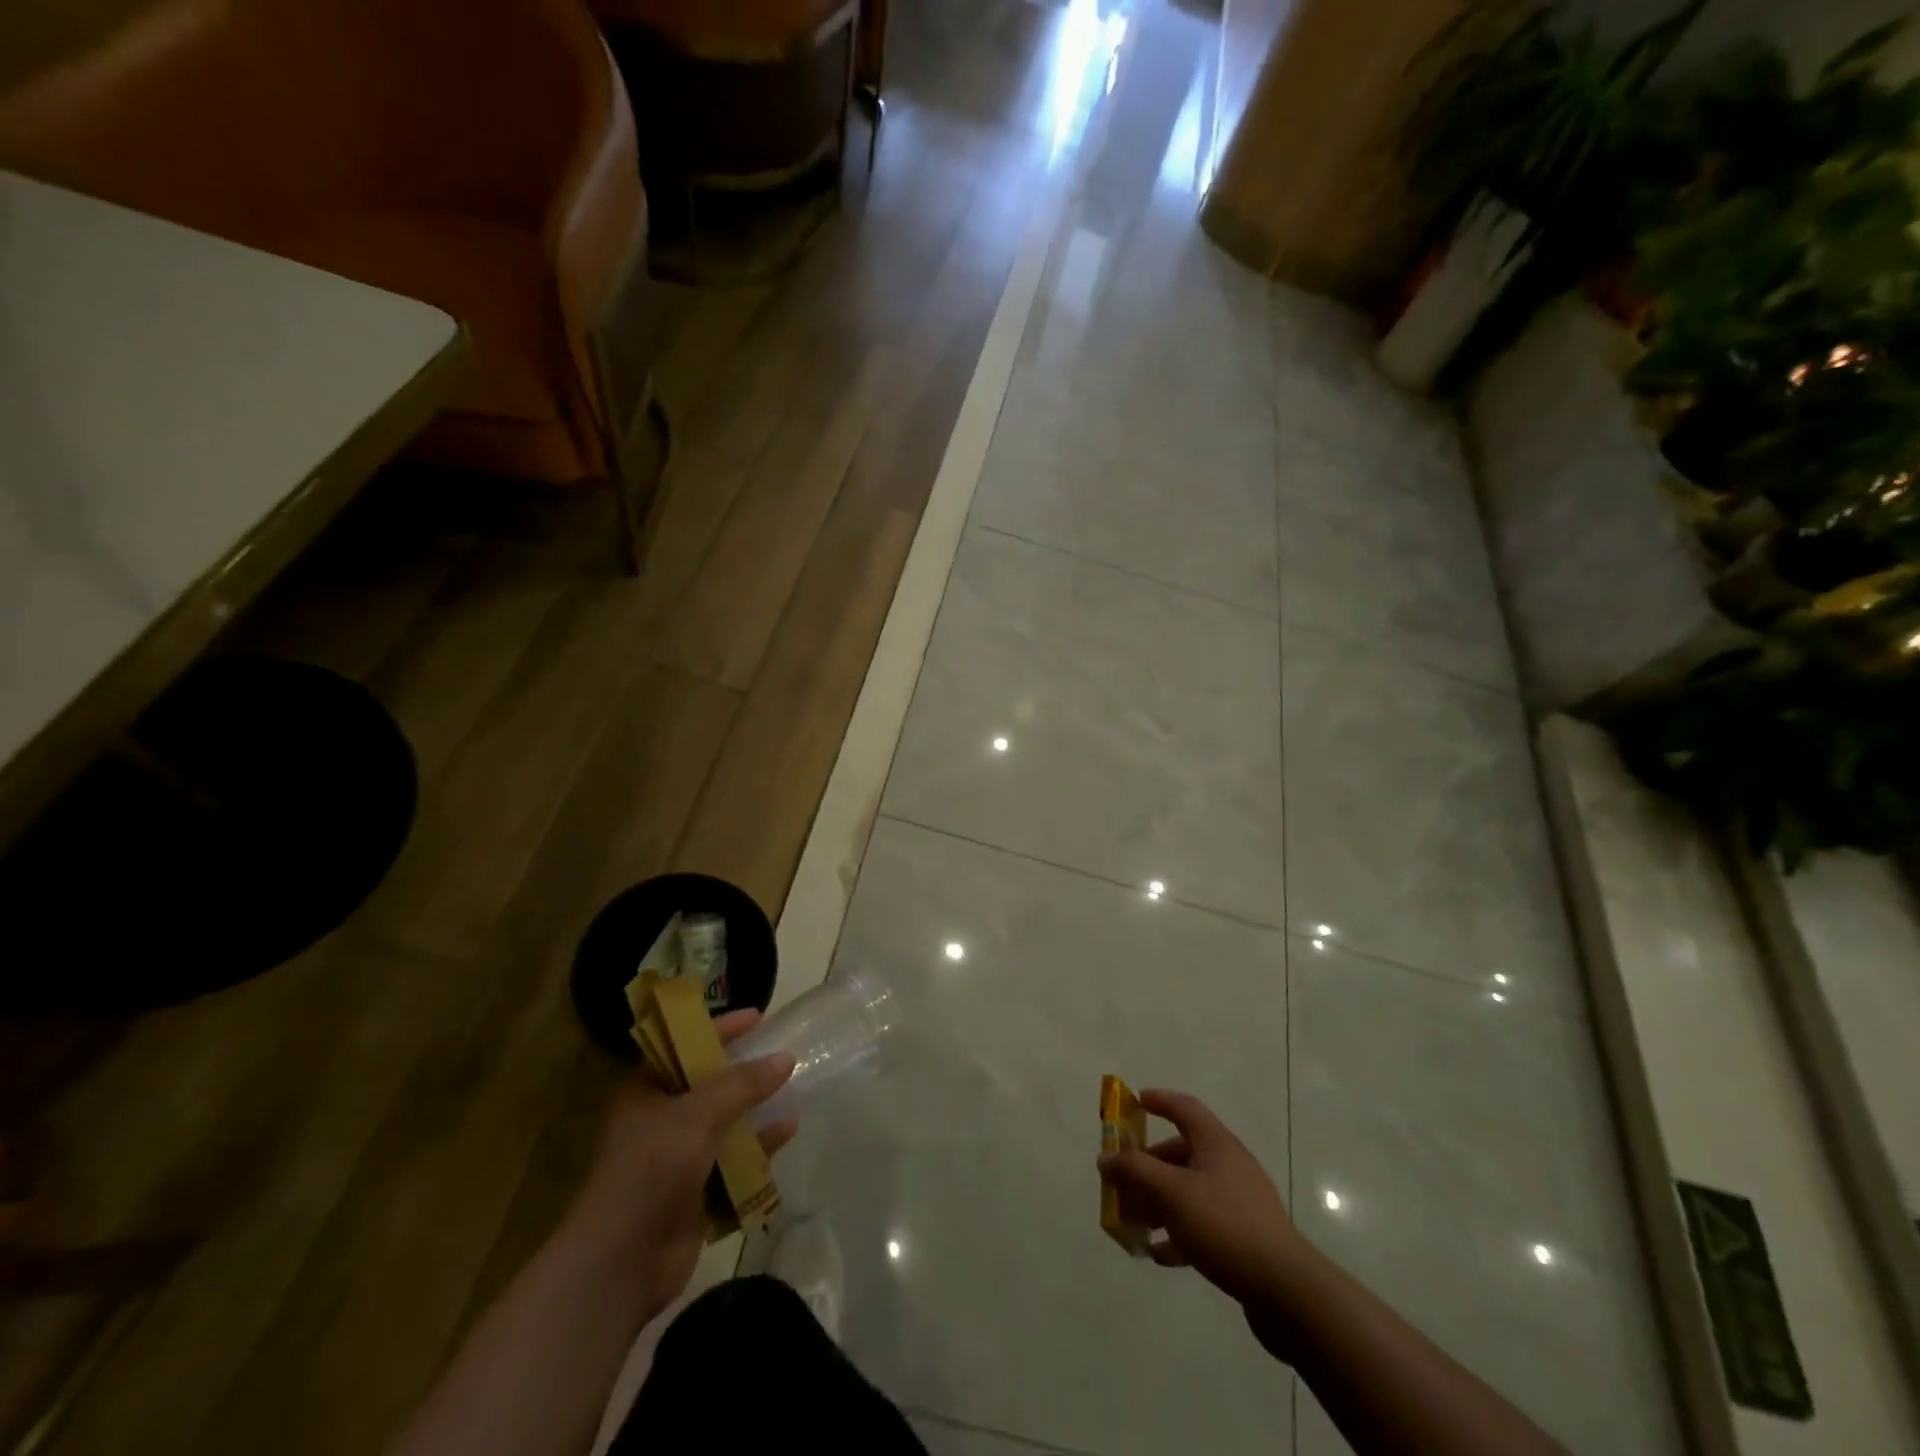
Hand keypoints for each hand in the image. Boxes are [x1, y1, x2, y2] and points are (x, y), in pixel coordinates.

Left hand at [572, 1009, 796, 1324]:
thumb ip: (743, 1084)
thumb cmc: (650, 1170)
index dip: (720, 1028)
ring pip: (725, 1123)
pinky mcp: (695, 1194)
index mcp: (646, 1092)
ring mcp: (678, 1159)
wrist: (620, 1264)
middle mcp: (660, 1120)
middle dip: (744, 1071)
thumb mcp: (697, 1115)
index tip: (758, 1016)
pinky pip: (734, 1160)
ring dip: (756, 1109)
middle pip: (709, 1085)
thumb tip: (786, 1058)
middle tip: (781, 1054)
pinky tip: (787, 1133)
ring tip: (793, 1090)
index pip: (685, 1045)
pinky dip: (758, 1148)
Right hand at [1097, 1089, 1309, 1355]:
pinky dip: (1178, 1231)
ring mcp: (1239, 1201)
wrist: (1286, 1290)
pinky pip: (1202, 1223)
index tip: (1135, 1102)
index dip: (1159, 1100)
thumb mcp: (1171, 1193)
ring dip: (1158, 1202)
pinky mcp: (1244, 1236)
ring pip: (1189, 1190)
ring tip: (1134, 1223)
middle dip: (1148, 1165)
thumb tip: (1105, 1157)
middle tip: (1122, 1181)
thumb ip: (1134, 1171)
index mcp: (1215, 1143)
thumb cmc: (1224, 1225)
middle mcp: (1228, 1164)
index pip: (1184, 1107)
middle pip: (1181, 1152)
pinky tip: (1160, 1254)